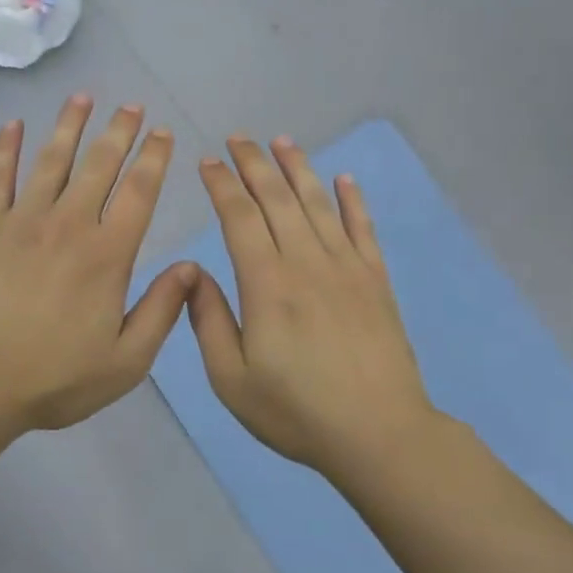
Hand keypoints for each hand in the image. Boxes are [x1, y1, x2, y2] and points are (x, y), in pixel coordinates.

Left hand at [0, 96, 196, 432]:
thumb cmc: (55, 377)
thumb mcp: (126, 361)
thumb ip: (162, 311)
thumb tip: (192, 268)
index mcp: (107, 254)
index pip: (139, 193)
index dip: (154, 158)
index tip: (163, 133)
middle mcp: (69, 224)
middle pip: (99, 165)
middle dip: (119, 131)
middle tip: (131, 105)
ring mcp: (23, 220)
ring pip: (51, 160)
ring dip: (69, 126)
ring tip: (83, 97)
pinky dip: (4, 149)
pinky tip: (11, 125)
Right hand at [189, 136, 433, 480]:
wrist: (379, 434)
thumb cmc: (297, 411)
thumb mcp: (231, 379)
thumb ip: (209, 321)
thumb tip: (194, 272)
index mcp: (267, 283)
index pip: (239, 216)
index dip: (222, 184)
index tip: (208, 162)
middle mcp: (306, 261)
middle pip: (277, 197)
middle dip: (254, 163)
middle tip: (238, 137)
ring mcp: (346, 266)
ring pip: (318, 202)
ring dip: (298, 168)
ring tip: (282, 141)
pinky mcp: (375, 279)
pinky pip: (363, 227)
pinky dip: (353, 199)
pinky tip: (344, 178)